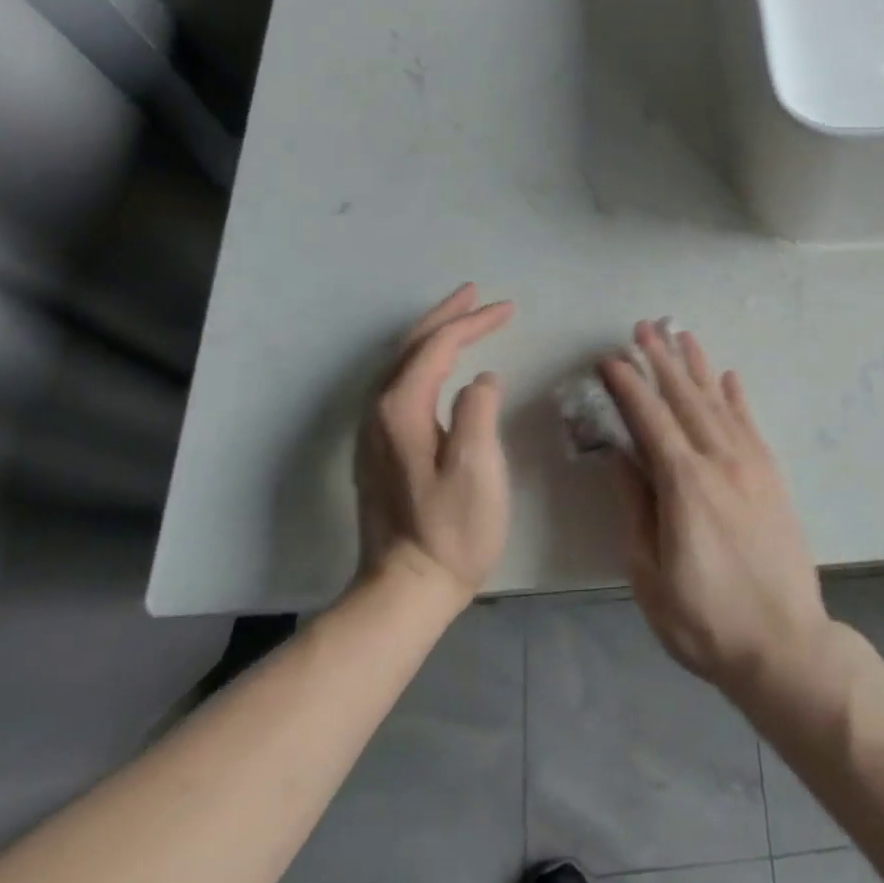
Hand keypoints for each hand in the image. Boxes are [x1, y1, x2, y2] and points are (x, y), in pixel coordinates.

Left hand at [360, 284, 514, 606]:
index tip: (509, 308)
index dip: (474, 322)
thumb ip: (478, 409)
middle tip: (477, 293)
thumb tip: (480, 380)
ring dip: (433, 334)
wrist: (404, 589)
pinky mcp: (379, 448)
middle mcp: (379, 410)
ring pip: (402, 363)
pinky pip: (401, 383)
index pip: (438, 346)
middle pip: (413, 346)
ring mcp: (374, 431)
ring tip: (461, 317)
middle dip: (447, 315)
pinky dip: (424, 360)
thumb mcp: (476, 467)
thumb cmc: (451, 530)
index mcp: (402, 409)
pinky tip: (439, 365)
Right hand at [601, 322, 834, 698]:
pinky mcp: (772, 475)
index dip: (629, 385)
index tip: (611, 359)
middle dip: (661, 360)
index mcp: (684, 482)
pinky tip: (728, 376)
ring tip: (682, 335)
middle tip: (643, 328)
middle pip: (684, 398)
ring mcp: (751, 464)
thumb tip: (618, 456)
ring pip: (718, 401)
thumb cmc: (705, 618)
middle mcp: (719, 460)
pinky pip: (750, 423)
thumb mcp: (650, 573)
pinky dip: (737, 396)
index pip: (650, 418)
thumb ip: (635, 506)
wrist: (784, 644)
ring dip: (697, 366)